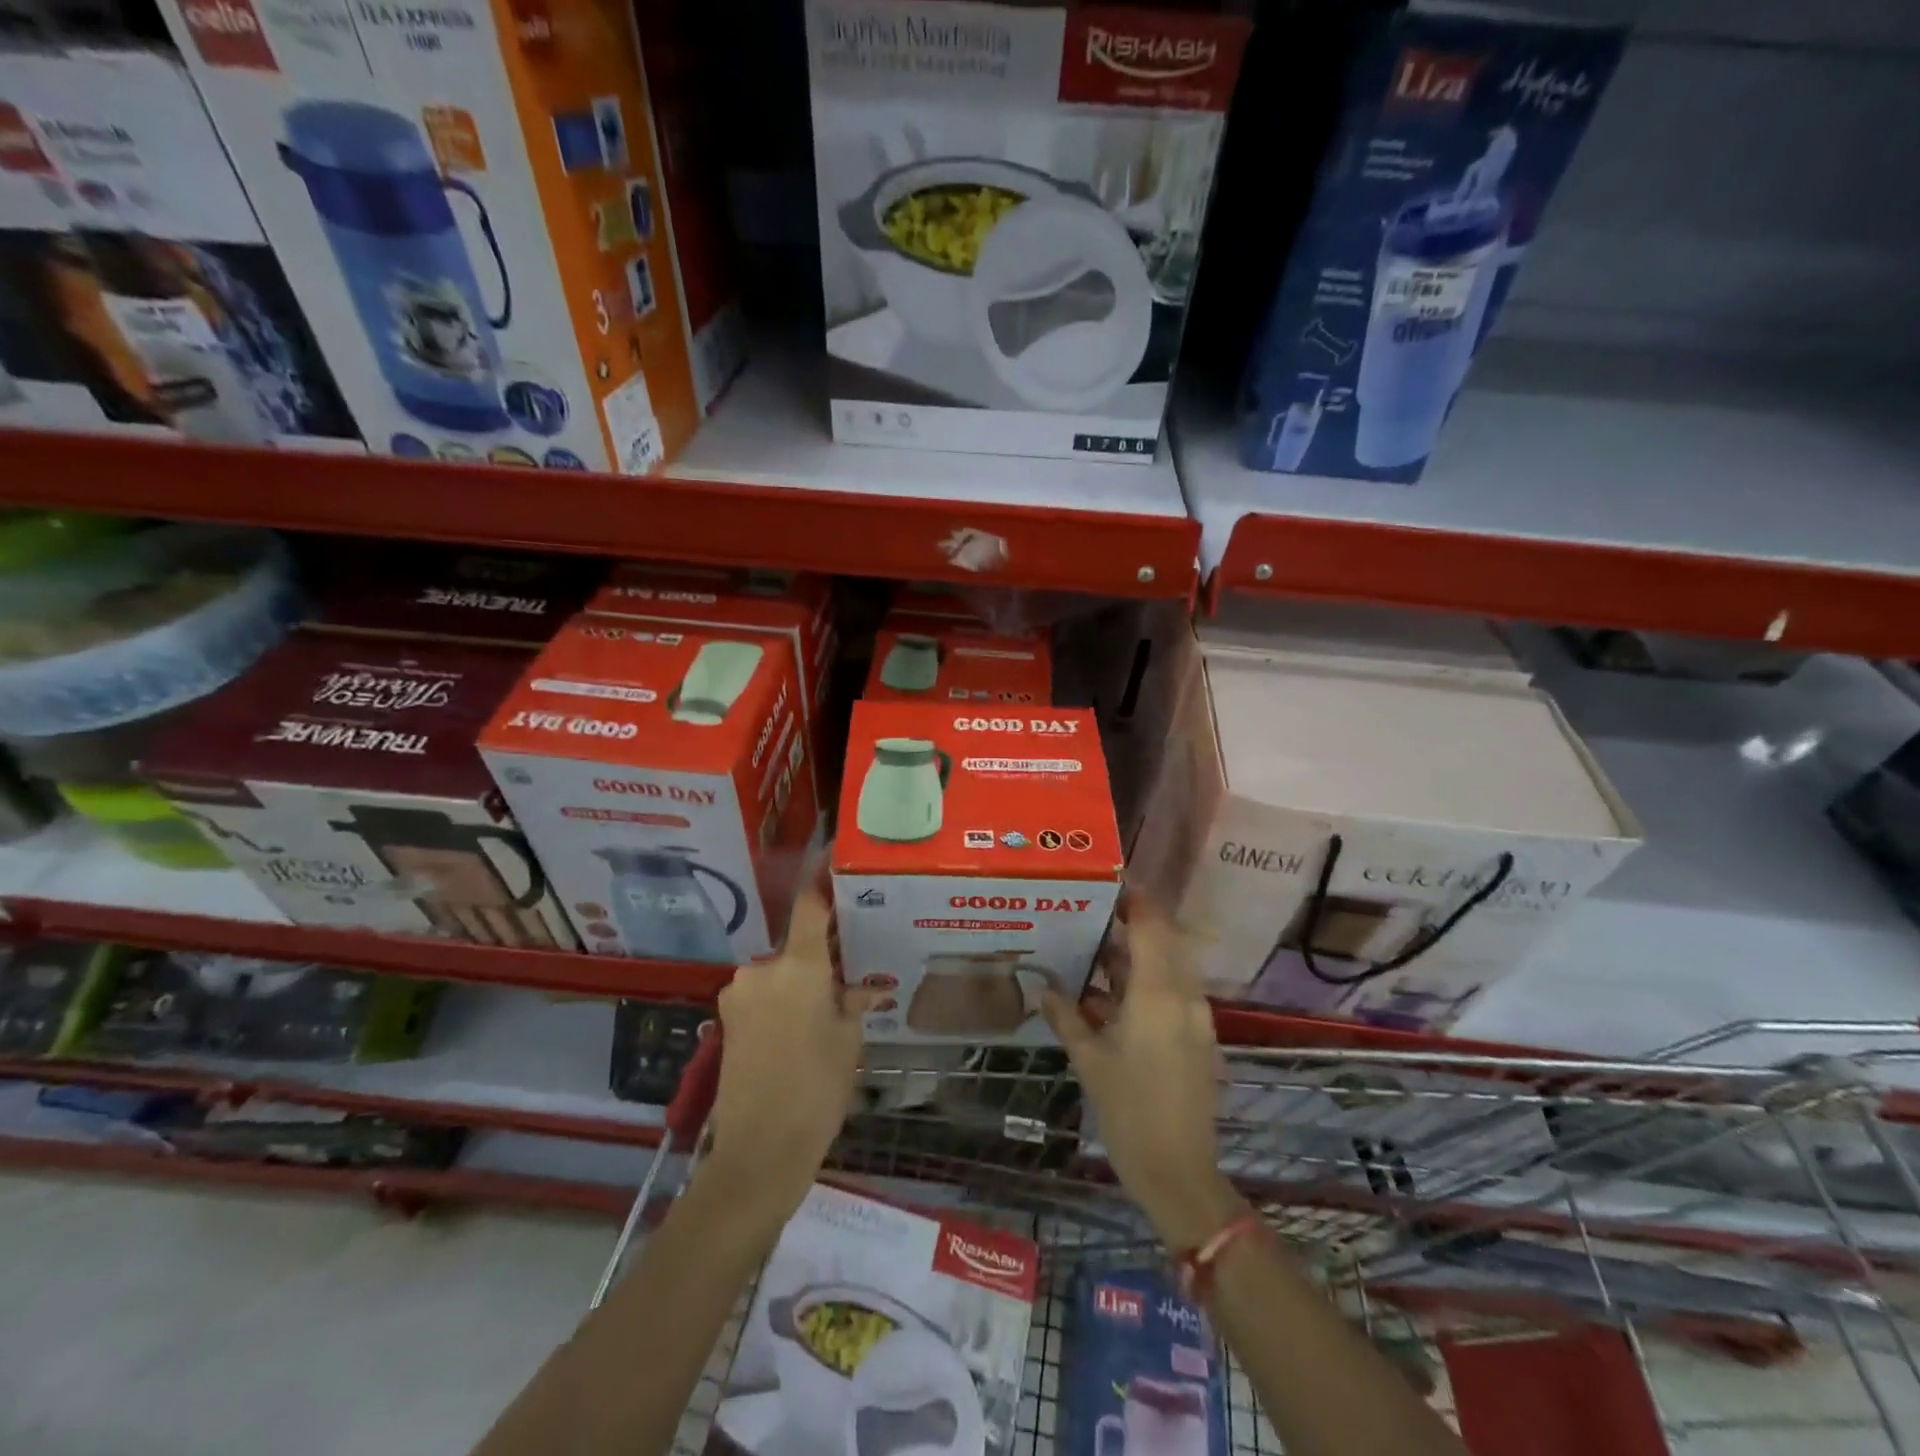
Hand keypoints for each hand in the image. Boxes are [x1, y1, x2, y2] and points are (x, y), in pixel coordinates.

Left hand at [704, 884, 876, 1228]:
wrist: (758, 1152)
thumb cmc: (817, 1090)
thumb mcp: (848, 1041)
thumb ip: (853, 1001)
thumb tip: (862, 988)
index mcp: (798, 966)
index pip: (810, 904)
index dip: (822, 878)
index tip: (834, 859)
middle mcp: (762, 968)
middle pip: (797, 944)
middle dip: (821, 953)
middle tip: (848, 972)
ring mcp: (738, 992)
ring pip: (779, 971)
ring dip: (800, 980)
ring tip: (825, 1011)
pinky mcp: (726, 1016)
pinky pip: (763, 993)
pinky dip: (782, 999)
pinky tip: (799, 1029)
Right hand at [1043, 904, 1243, 1249]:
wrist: (1179, 1174)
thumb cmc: (1130, 1111)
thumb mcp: (1090, 1061)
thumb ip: (1067, 1017)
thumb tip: (1043, 988)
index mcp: (1159, 994)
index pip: (1152, 926)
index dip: (1134, 899)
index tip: (1107, 883)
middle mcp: (1184, 996)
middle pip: (1164, 941)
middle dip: (1133, 923)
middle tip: (1093, 913)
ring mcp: (1195, 1018)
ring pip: (1168, 967)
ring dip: (1137, 955)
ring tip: (1095, 950)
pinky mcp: (1196, 1038)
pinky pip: (1172, 993)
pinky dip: (1145, 983)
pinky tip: (1110, 996)